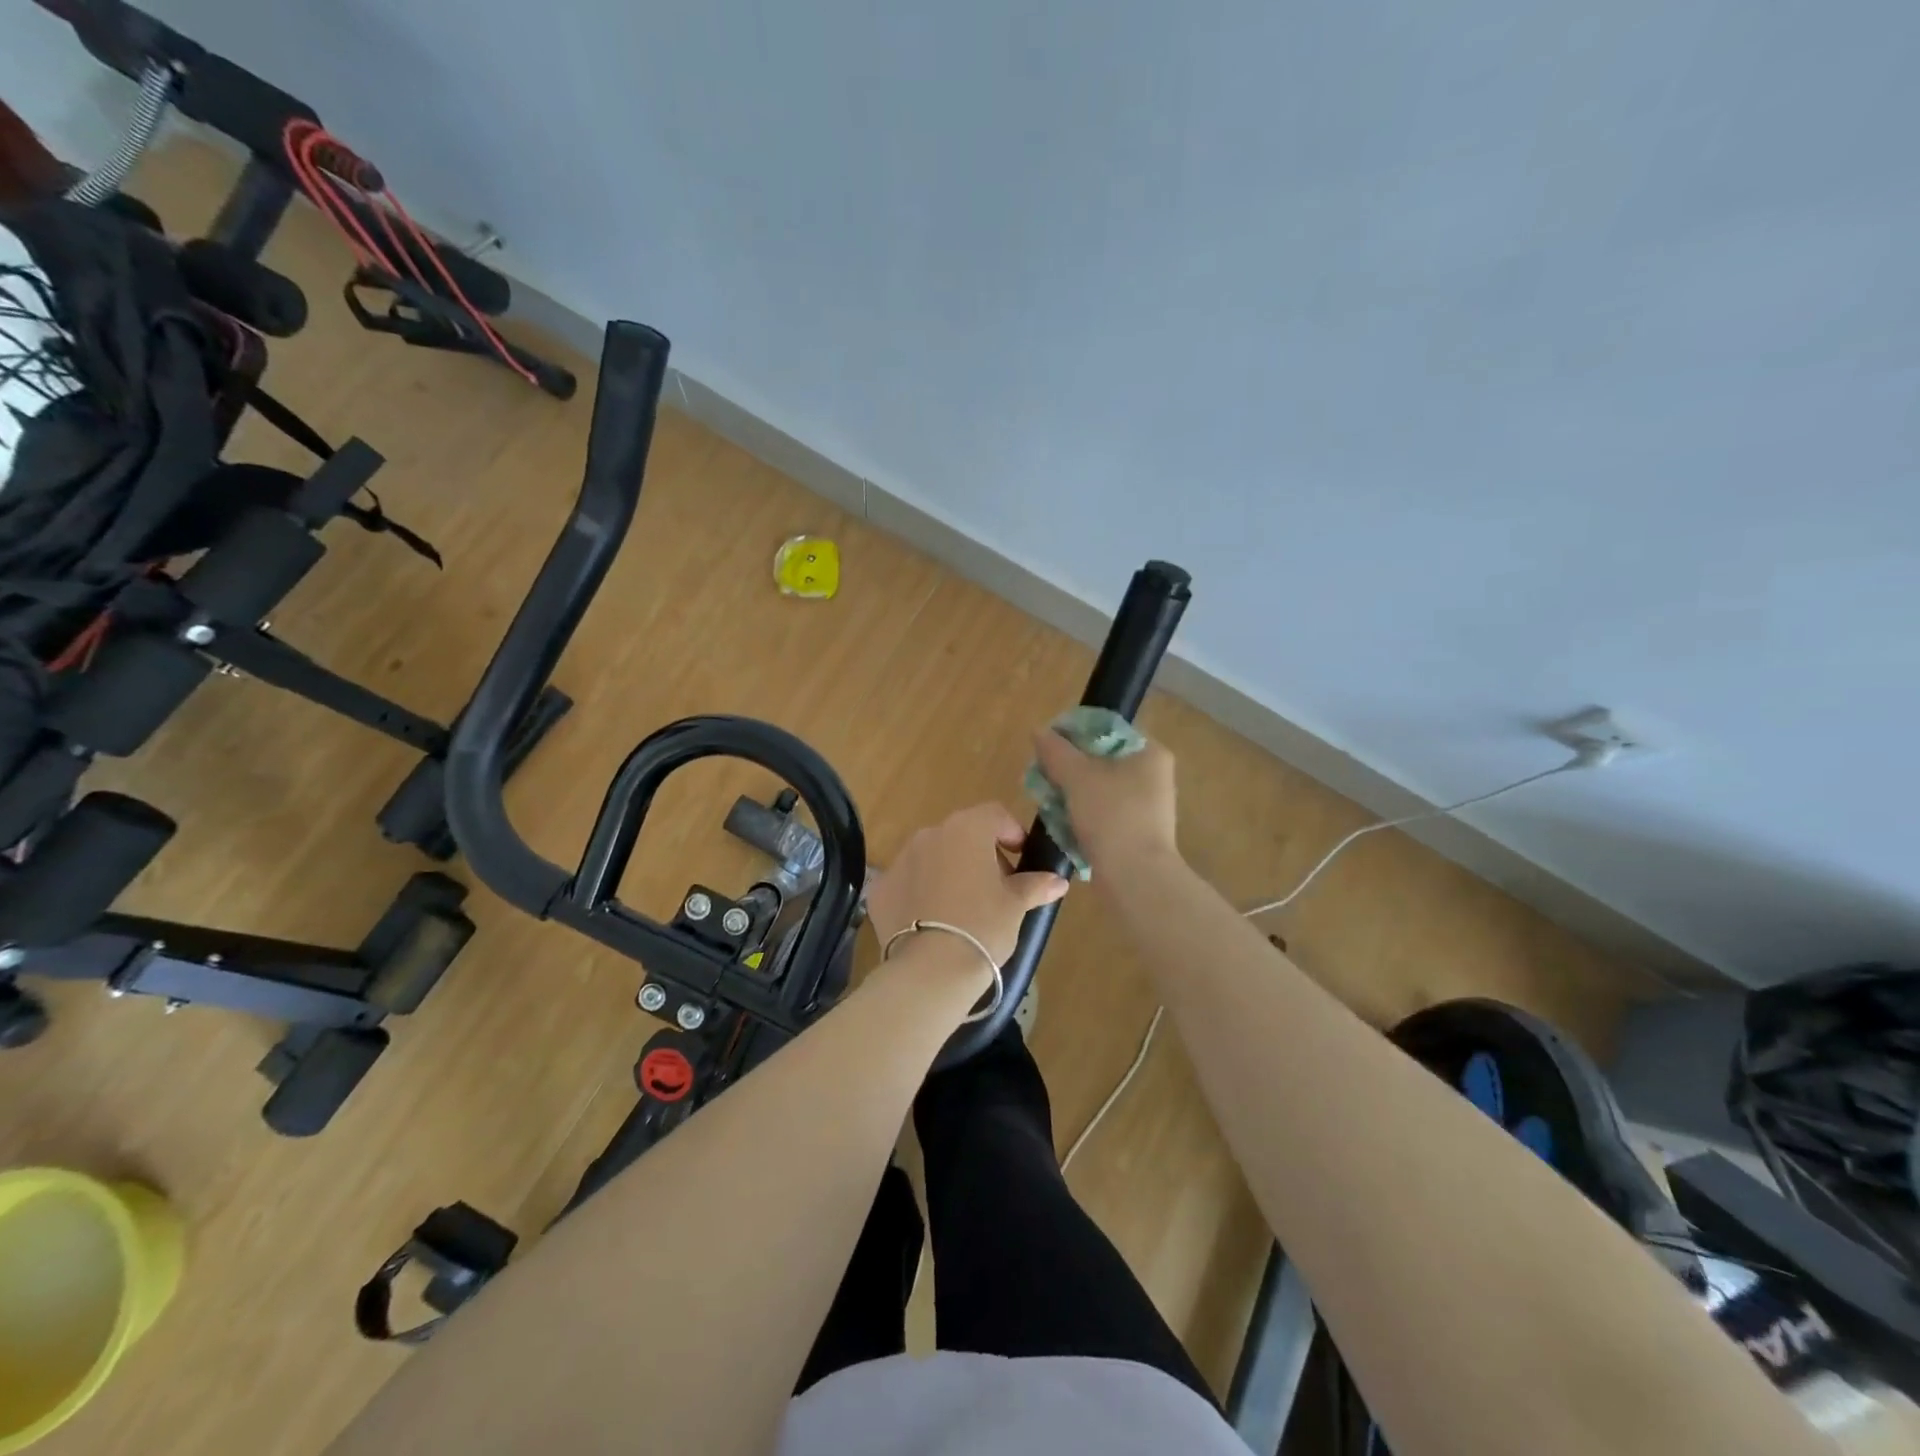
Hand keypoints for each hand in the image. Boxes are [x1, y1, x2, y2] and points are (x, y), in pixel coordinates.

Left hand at [867, 804, 1069, 965]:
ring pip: (932, 856)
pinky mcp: (880, 887)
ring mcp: (900, 859)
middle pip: (962, 834)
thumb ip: (1035, 885)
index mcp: (967, 829)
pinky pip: (908, 881)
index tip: (1021, 859)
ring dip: (949, 871)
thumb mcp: (1015, 906)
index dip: (1012, 832)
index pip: (995, 814)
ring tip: (963, 907)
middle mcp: (930, 834)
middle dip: (981, 854)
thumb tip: (1058, 881)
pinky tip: (933, 921)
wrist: (930, 969)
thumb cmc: (983, 926)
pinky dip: (922, 892)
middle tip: (997, 888)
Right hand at [1031, 727, 1179, 871]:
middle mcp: (1154, 774)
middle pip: (1101, 758)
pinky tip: (1061, 823)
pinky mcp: (1137, 830)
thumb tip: (1039, 731)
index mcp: (1150, 752)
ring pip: (1100, 787)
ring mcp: (1147, 805)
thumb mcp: (1078, 777)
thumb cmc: (1112, 817)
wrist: (1136, 879)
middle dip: (1069, 766)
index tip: (1046, 747)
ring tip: (1046, 800)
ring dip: (1072, 792)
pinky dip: (1083, 814)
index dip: (1073, 733)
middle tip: (1043, 775)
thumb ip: (1056, 751)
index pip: (1106, 729)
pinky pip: (1104, 811)